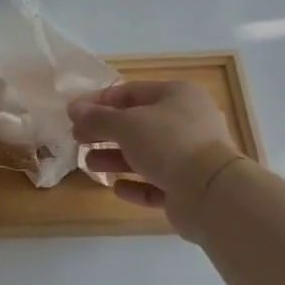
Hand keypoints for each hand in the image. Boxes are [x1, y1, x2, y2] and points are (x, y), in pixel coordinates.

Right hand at [68, 80, 244, 240]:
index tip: (73, 114)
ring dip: (115, 158)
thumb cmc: (168, 144)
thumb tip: (73, 108)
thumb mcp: (126, 124)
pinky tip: (118, 188)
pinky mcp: (189, 187)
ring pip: (146, 154)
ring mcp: (191, 156)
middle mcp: (187, 122)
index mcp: (177, 96)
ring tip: (89, 164)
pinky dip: (137, 184)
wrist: (212, 192)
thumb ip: (97, 117)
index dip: (99, 102)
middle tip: (78, 138)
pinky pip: (157, 183)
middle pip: (137, 124)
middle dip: (105, 131)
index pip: (130, 92)